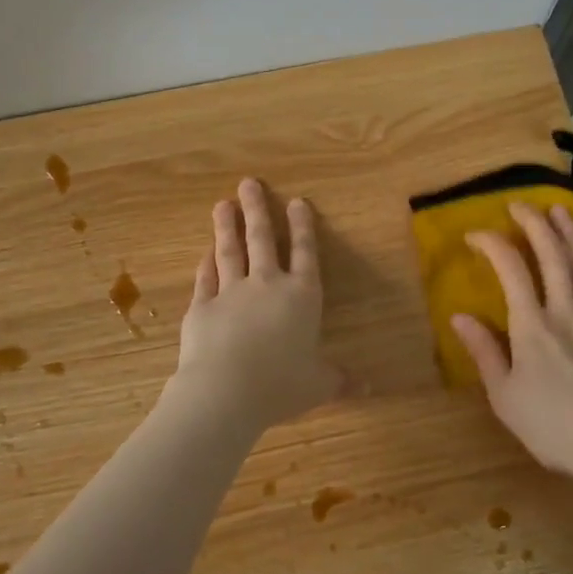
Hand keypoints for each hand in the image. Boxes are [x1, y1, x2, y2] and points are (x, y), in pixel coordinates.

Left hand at [172, 178, 339, 429]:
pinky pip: (205, 278)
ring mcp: (231, 292)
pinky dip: (205, 263)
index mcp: (302, 296)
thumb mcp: (319, 385)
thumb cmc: (281, 385)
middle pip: (262, 240)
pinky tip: (205, 251)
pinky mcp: (202, 306)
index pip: (305, 253)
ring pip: (230, 251)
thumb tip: (370, 390)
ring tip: (223, 203)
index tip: (297, 201)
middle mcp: (267, 285)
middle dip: (257, 209)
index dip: (303, 227)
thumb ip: (340, 381)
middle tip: (248, 183)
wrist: (226, 391)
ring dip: (227, 226)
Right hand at [451, 203, 572, 490]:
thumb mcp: (506, 398)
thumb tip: (459, 316)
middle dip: (534, 225)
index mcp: (532, 326)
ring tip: (559, 210)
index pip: (510, 270)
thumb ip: (484, 353)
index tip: (476, 234)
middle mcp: (566, 312)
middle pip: (551, 257)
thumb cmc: (555, 428)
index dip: (492, 244)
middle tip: (521, 204)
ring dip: (569, 235)